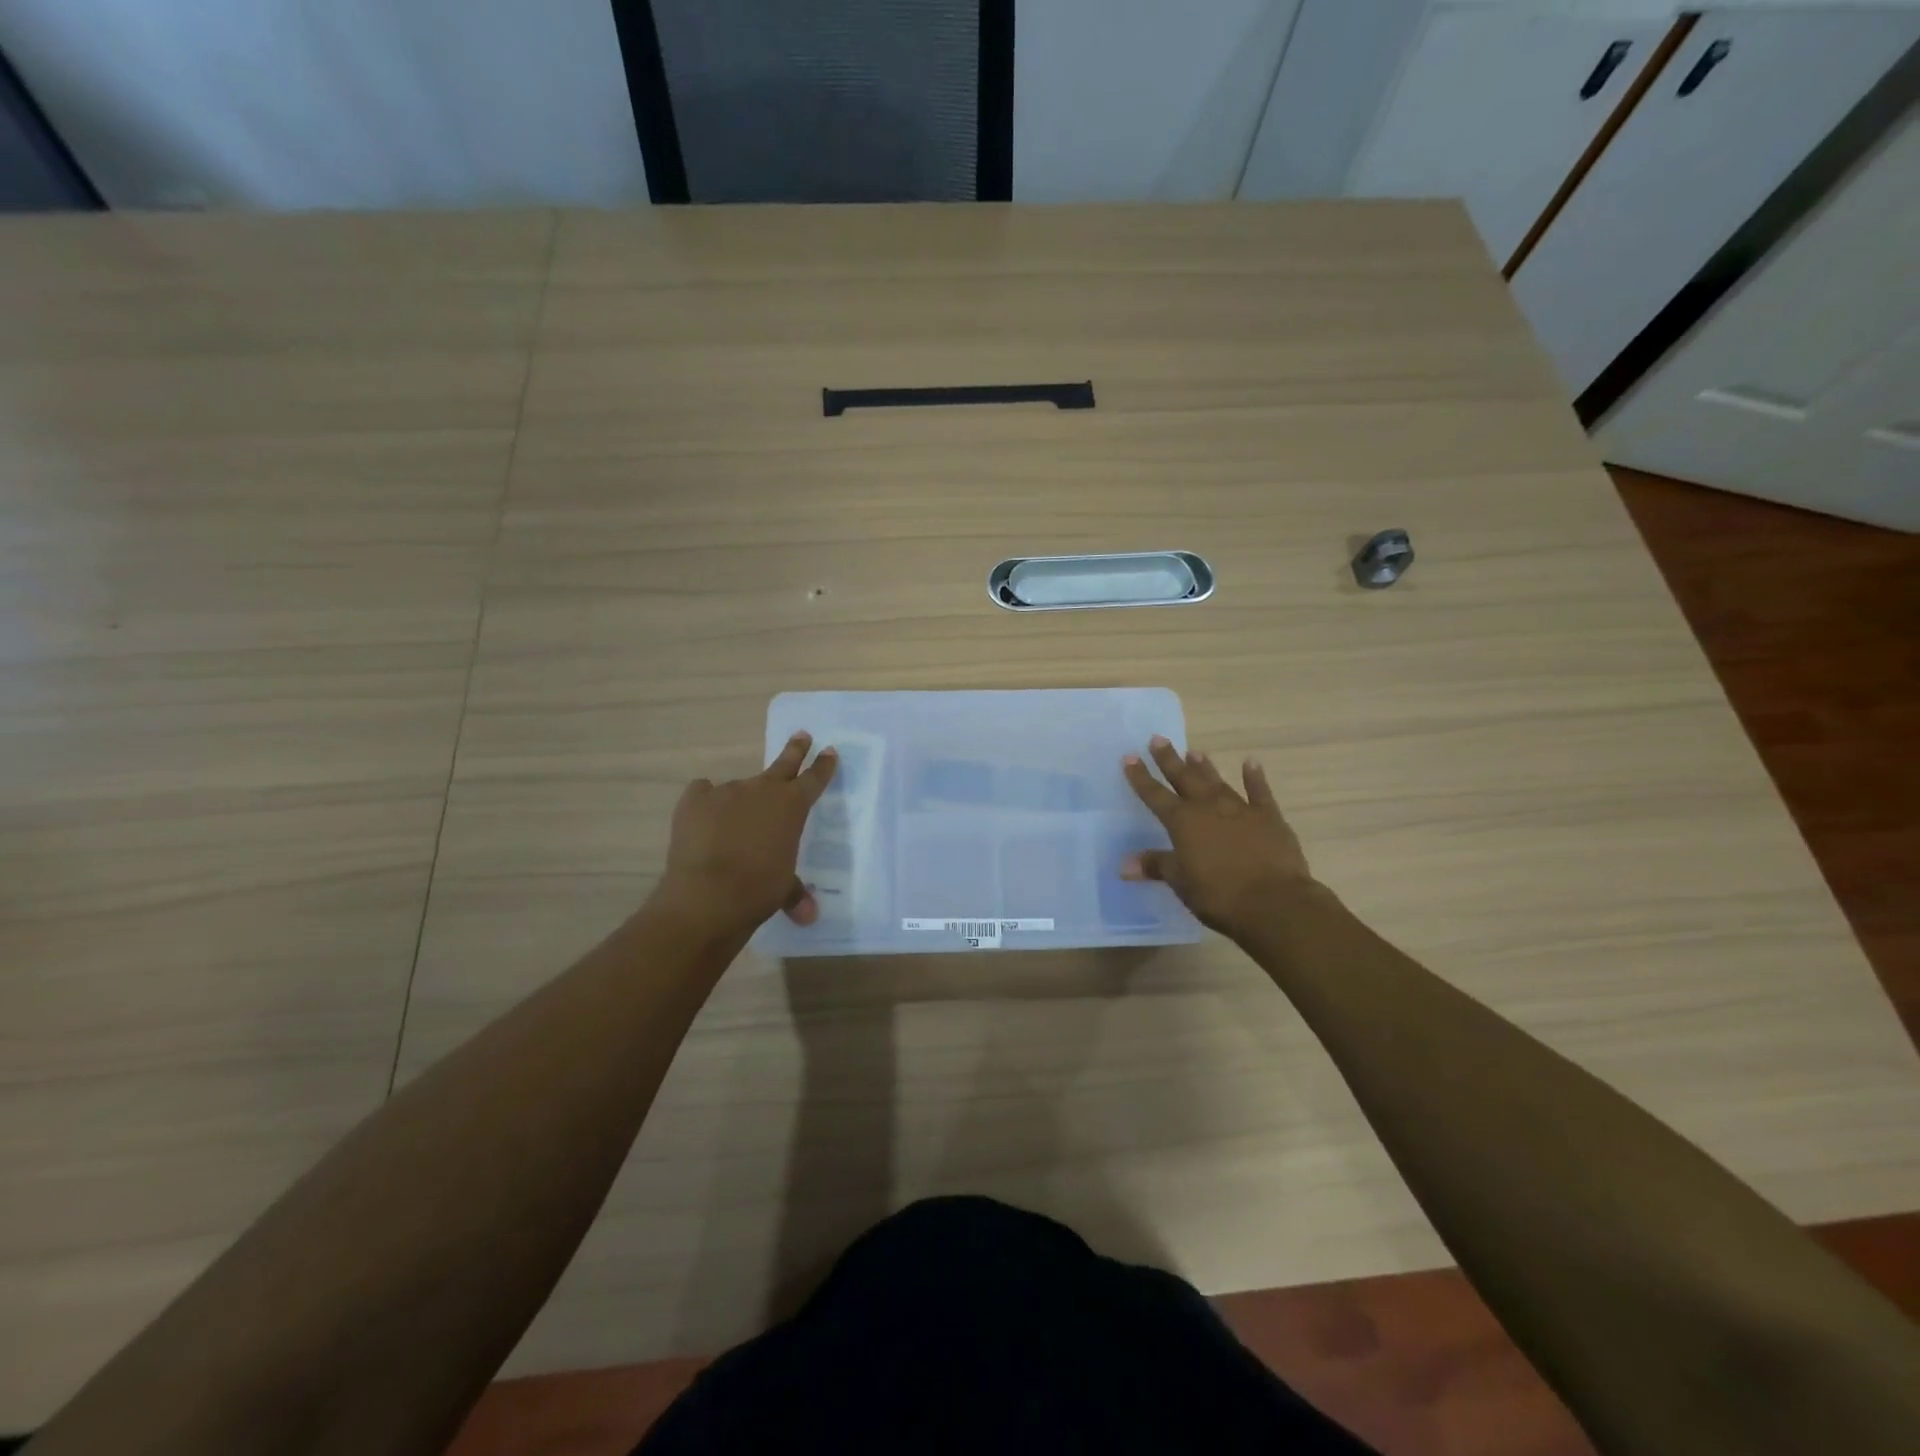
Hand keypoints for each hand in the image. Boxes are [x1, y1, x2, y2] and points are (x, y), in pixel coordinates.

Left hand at [657, 731, 838, 936]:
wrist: (709, 894)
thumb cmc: (759, 889)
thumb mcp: (783, 888)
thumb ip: (794, 893)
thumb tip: (807, 916)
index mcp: (792, 806)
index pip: (814, 779)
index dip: (824, 765)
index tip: (830, 751)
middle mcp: (763, 790)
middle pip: (784, 763)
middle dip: (795, 749)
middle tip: (802, 734)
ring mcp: (727, 791)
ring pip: (739, 787)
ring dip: (741, 800)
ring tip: (733, 824)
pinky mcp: (695, 800)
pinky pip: (703, 793)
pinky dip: (705, 802)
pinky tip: (703, 817)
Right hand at [1121, 735, 1316, 940]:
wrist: (1274, 902)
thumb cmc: (1219, 894)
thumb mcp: (1181, 882)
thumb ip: (1156, 866)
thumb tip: (1124, 865)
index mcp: (1183, 822)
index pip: (1155, 795)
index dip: (1141, 777)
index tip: (1130, 757)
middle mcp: (1208, 807)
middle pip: (1185, 778)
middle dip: (1169, 760)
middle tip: (1158, 739)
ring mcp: (1240, 809)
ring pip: (1217, 781)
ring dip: (1204, 767)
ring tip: (1194, 751)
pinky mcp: (1269, 818)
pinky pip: (1259, 792)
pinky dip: (1254, 777)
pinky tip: (1251, 763)